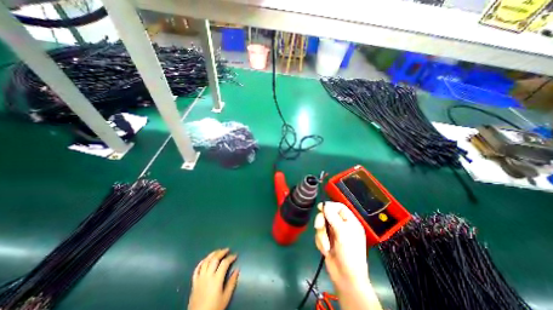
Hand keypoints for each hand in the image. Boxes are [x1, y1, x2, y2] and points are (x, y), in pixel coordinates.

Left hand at [190, 248, 238, 309]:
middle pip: (214, 259)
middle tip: (227, 250)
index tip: (235, 255)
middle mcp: (207, 276)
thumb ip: (231, 282)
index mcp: (216, 279)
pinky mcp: (194, 282)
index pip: (224, 263)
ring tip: (218, 251)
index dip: (231, 257)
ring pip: (205, 261)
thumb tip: (237, 270)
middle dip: (221, 252)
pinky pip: (197, 269)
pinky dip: (201, 262)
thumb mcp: (225, 297)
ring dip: (212, 254)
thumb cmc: (214, 308)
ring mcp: (200, 278)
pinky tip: (205, 259)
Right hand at [312, 202, 368, 291]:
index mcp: (350, 222)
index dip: (329, 205)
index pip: (339, 207)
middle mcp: (341, 225)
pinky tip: (326, 251)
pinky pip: (319, 235)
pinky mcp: (326, 240)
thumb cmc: (349, 254)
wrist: (345, 278)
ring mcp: (333, 233)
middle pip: (327, 214)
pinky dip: (320, 242)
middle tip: (319, 227)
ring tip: (326, 246)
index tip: (320, 207)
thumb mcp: (342, 234)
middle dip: (322, 222)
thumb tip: (325, 204)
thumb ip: (333, 217)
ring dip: (321, 236)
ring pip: (321, 225)